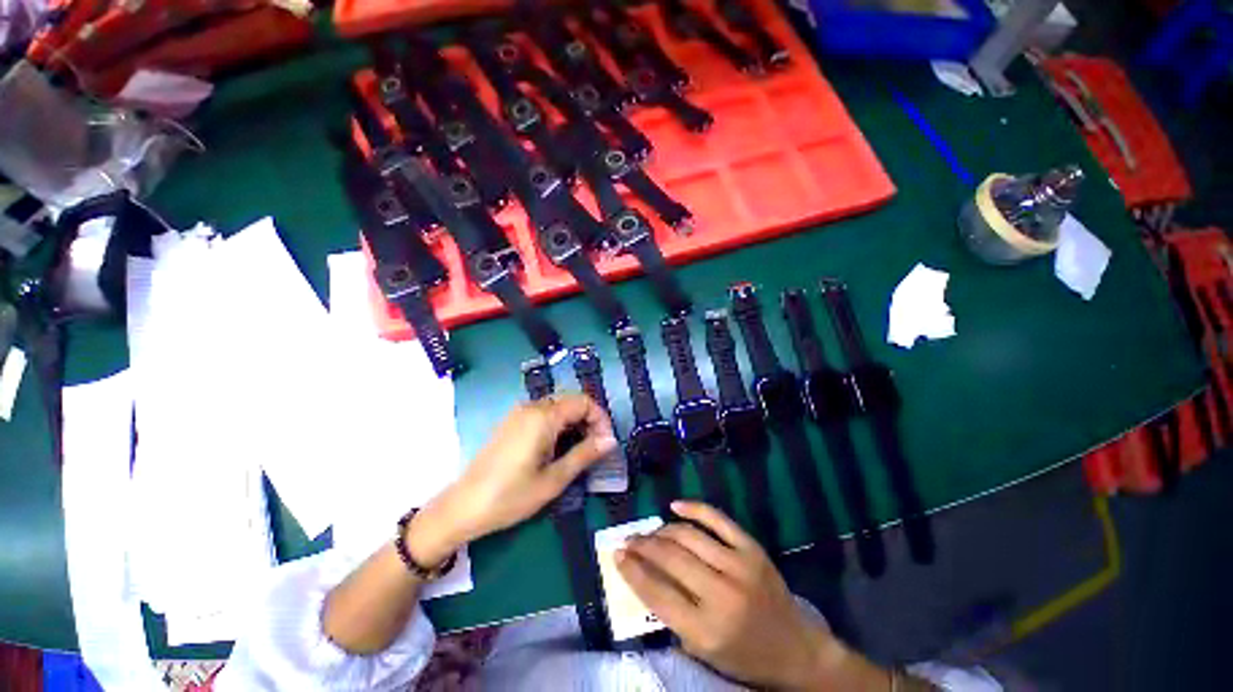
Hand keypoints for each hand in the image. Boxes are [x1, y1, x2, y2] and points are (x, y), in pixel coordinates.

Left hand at [411, 394, 616, 560]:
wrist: (463, 506)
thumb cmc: (511, 496)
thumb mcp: (554, 479)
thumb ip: (585, 454)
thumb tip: (611, 440)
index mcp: (543, 416)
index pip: (583, 402)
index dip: (600, 418)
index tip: (607, 442)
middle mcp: (531, 406)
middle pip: (571, 400)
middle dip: (589, 418)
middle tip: (597, 446)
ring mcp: (519, 412)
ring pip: (557, 405)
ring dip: (574, 421)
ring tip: (581, 447)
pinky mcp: (511, 422)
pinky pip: (543, 412)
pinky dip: (558, 422)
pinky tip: (558, 445)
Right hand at [617, 502, 888, 690]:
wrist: (796, 649)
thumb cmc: (744, 657)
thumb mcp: (703, 651)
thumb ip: (671, 614)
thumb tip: (643, 574)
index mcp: (707, 630)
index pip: (657, 593)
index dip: (632, 571)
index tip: (616, 554)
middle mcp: (721, 594)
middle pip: (670, 559)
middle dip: (642, 546)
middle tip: (628, 540)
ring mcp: (739, 566)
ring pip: (688, 536)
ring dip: (662, 530)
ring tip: (648, 531)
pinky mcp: (751, 548)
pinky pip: (717, 519)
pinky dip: (693, 509)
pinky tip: (675, 506)